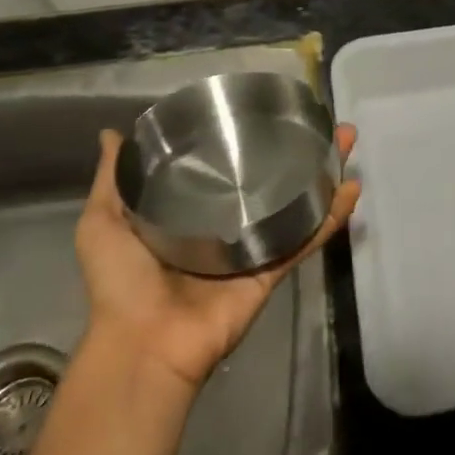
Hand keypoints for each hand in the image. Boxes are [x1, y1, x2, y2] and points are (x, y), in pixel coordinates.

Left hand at [73, 123, 359, 391]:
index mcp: (188, 214)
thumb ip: (115, 178)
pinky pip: (304, 241)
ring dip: (323, 175)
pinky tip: (351, 189)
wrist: (144, 343)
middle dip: (298, 151)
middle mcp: (226, 226)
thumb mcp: (103, 221)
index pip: (224, 167)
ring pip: (296, 205)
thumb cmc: (122, 281)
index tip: (268, 111)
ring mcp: (253, 249)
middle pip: (269, 181)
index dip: (247, 140)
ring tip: (347, 143)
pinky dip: (330, 218)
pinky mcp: (271, 272)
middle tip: (323, 123)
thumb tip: (112, 132)